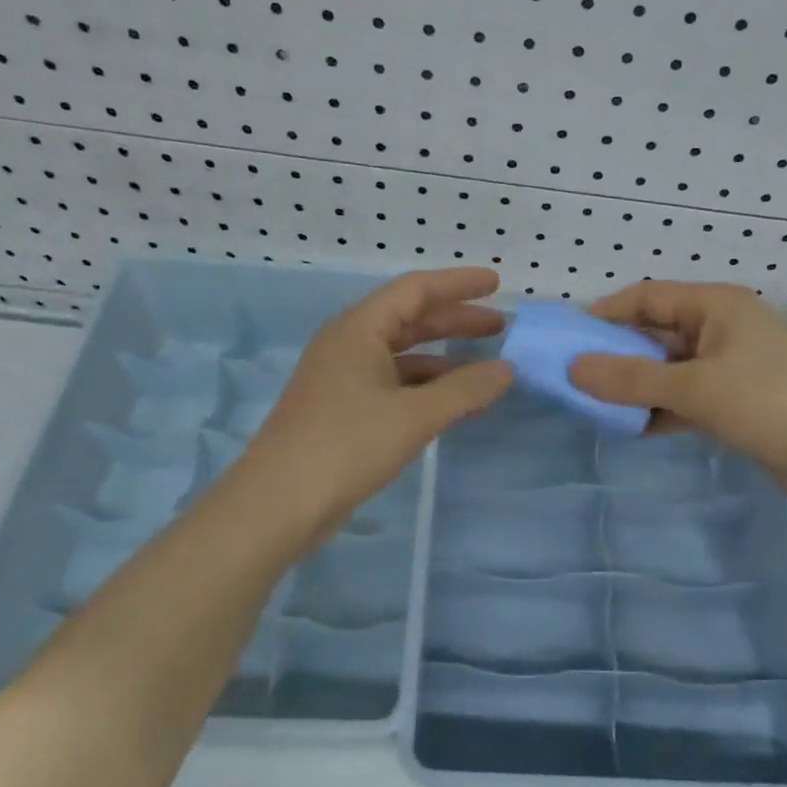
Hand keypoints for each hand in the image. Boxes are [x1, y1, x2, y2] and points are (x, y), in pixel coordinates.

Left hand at [243, 267, 512, 527]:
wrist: (279, 504)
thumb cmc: (347, 445)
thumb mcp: (414, 415)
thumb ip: (465, 389)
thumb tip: (507, 369)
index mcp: (359, 329)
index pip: (415, 289)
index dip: (458, 283)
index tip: (496, 283)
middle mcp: (349, 344)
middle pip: (410, 320)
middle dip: (455, 321)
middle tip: (499, 326)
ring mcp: (343, 378)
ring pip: (403, 356)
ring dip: (444, 360)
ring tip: (486, 371)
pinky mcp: (343, 410)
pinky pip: (394, 385)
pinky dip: (426, 389)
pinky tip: (453, 405)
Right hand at [568, 281, 786, 498]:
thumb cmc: (768, 400)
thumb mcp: (694, 387)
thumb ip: (630, 380)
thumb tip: (573, 370)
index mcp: (716, 305)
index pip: (649, 296)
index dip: (609, 312)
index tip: (570, 337)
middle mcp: (722, 328)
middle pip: (658, 332)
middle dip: (619, 354)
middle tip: (577, 376)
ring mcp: (732, 366)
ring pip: (670, 369)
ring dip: (638, 386)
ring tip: (596, 405)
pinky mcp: (738, 402)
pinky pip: (687, 397)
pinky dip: (661, 409)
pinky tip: (633, 428)